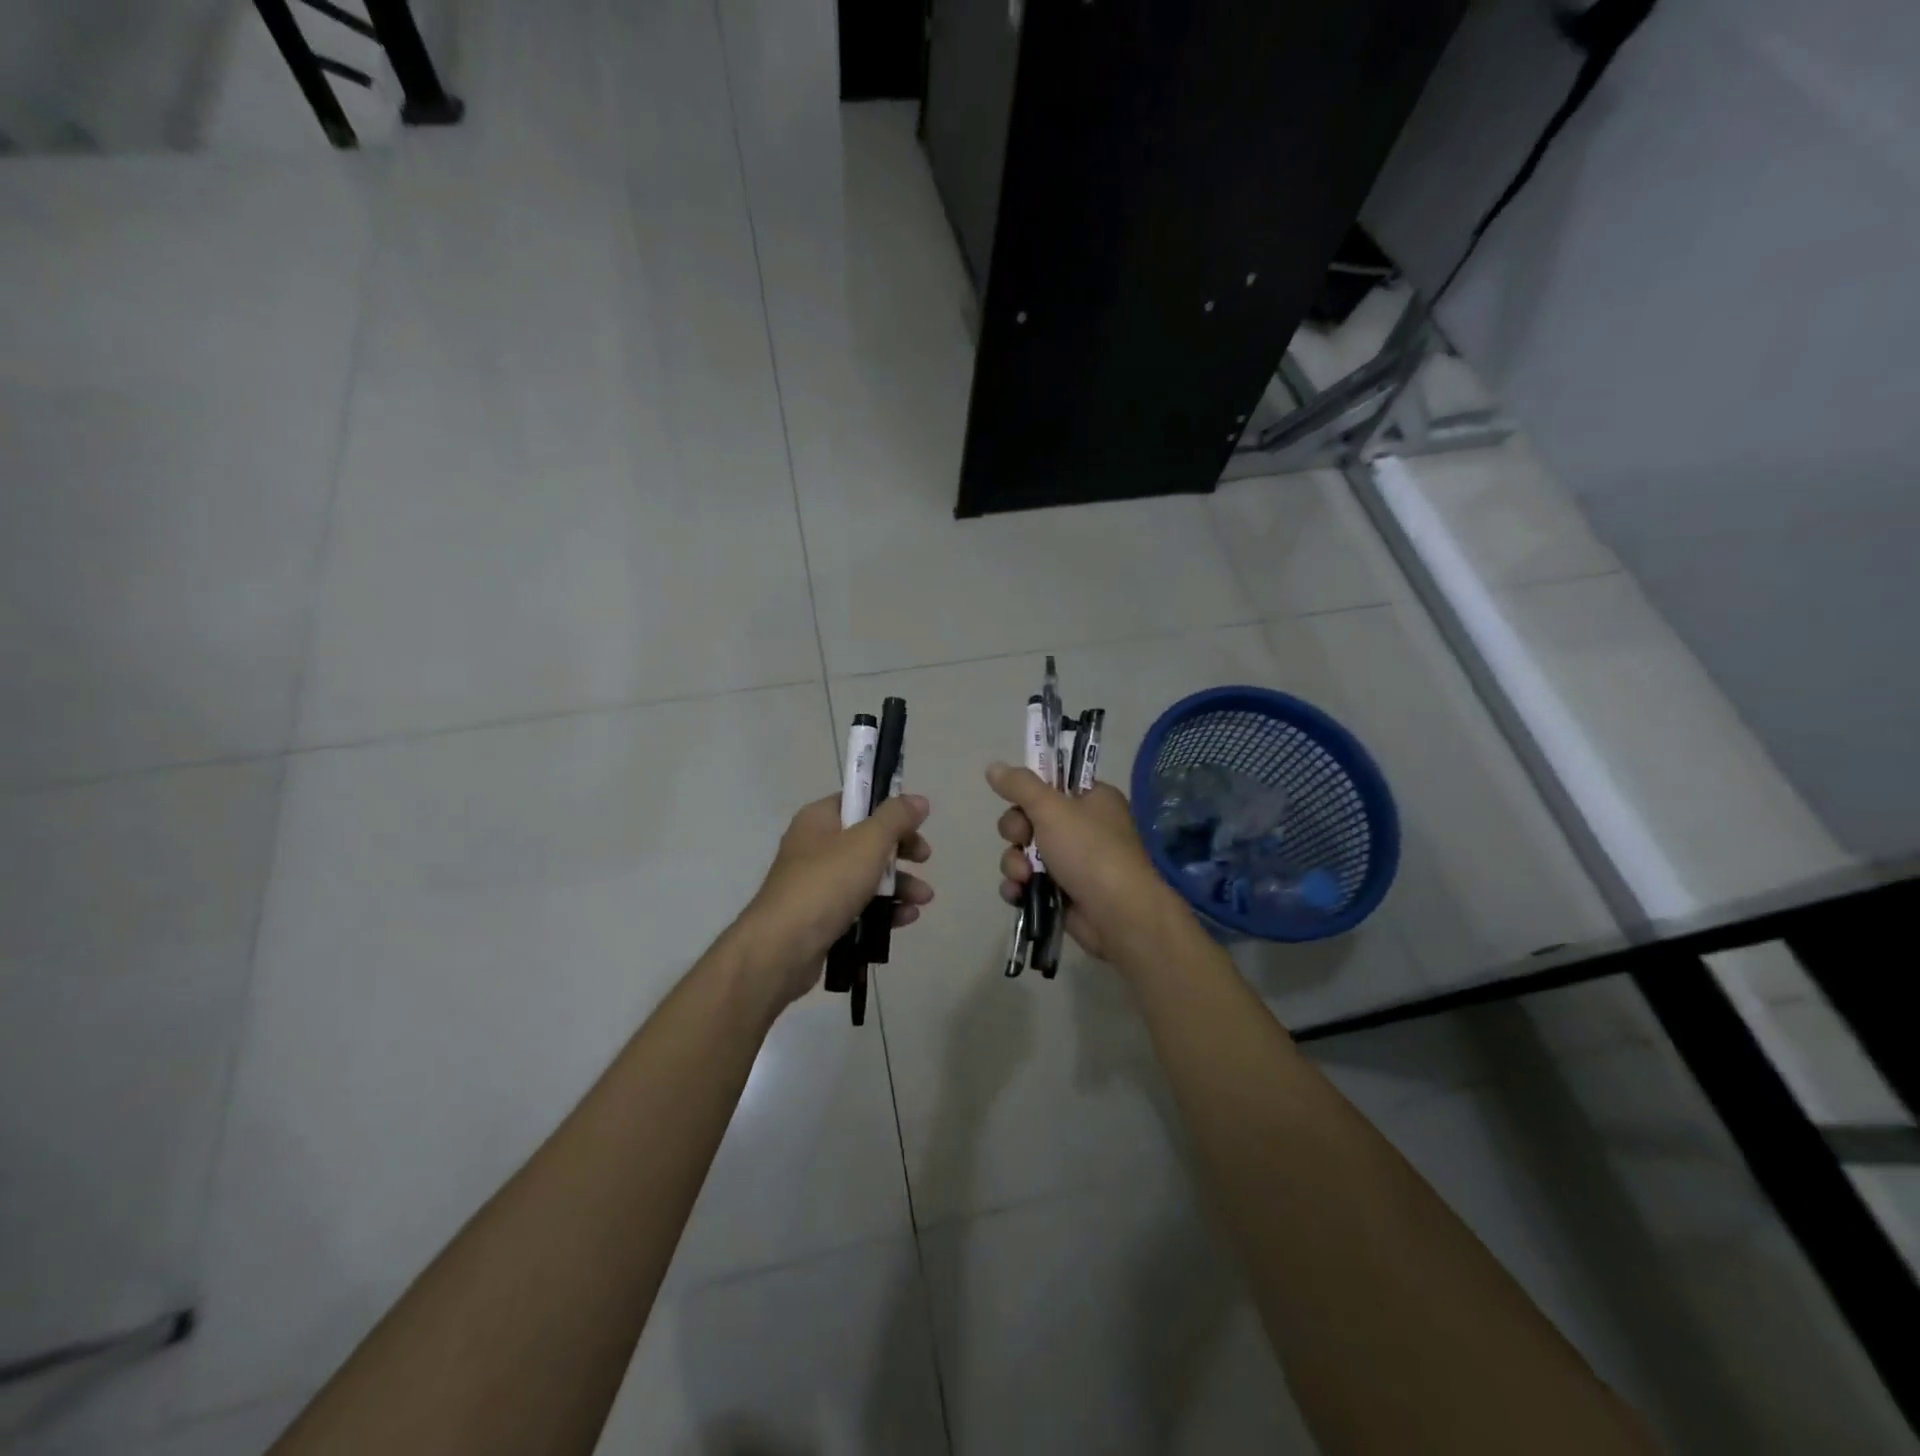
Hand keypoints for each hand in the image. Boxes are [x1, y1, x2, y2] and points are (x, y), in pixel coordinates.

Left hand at [732, 793, 932, 1011]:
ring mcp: (816, 885)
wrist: (782, 948)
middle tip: (924, 859)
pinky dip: (884, 909)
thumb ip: (896, 818)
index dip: (890, 810)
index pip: (858, 801)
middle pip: (867, 840)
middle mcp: (815, 847)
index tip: (917, 824)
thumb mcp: (868, 842)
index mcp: (819, 820)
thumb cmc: (826, 884)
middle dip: (901, 851)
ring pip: (866, 876)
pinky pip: (859, 906)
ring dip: (899, 884)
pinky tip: (906, 918)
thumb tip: (919, 800)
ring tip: (924, 899)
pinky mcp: (821, 918)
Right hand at [987, 762, 1182, 965]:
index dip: (1030, 792)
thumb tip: (993, 767)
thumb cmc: (1090, 851)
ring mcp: (1072, 862)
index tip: (1018, 801)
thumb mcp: (1052, 809)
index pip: (1051, 783)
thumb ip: (1020, 786)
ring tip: (1023, 877)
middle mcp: (1083, 827)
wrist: (1117, 915)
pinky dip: (1019, 886)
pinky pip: (1028, 881)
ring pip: (1025, 852)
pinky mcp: (1061, 892)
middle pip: (1030, 818)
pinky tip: (1018, 893)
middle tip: (1021, 839)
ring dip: (1015, 863)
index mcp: (1092, 798)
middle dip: (1016, 832)